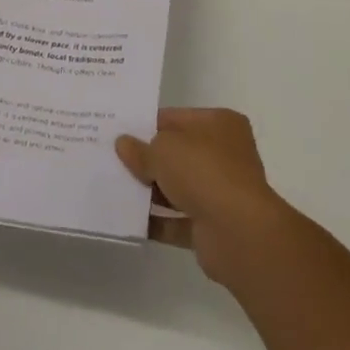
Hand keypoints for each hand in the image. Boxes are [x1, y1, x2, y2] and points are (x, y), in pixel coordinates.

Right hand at [116, 108, 290, 284]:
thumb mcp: (164, 149)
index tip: (119, 131)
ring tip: (113, 189)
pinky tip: (128, 219)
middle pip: (177, 153)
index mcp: (220, 124)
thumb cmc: (203, 171)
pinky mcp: (212, 226)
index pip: (176, 118)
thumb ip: (141, 149)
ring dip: (150, 191)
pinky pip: (177, 221)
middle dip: (148, 159)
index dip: (147, 124)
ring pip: (177, 187)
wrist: (238, 231)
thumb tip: (124, 144)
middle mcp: (224, 154)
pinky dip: (156, 221)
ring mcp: (220, 191)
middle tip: (111, 160)